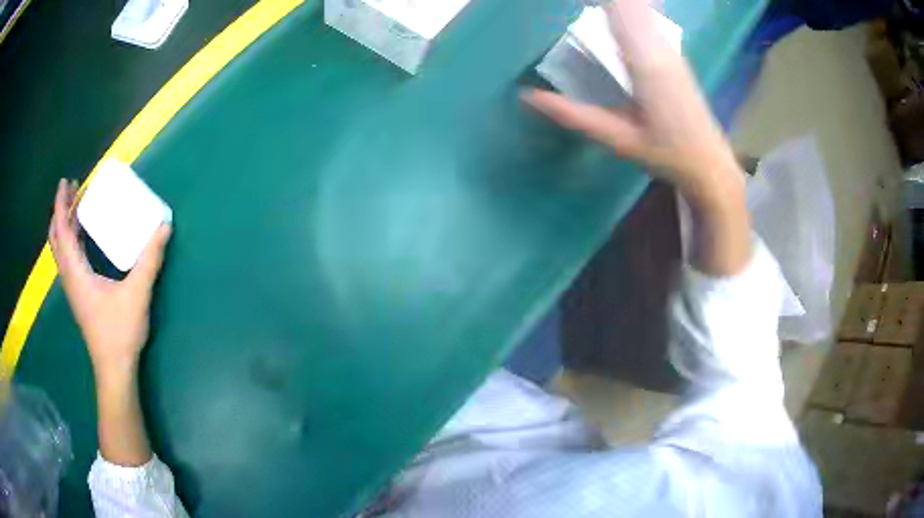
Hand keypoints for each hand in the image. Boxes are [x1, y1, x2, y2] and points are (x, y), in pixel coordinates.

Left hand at [48, 179, 171, 379]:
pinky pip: (68, 259)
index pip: (62, 232)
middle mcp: (69, 277)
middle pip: (56, 238)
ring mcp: (73, 287)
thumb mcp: (137, 294)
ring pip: (61, 249)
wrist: (114, 369)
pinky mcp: (79, 295)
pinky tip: (83, 237)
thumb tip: (164, 226)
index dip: (61, 205)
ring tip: (77, 206)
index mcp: (76, 272)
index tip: (66, 182)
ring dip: (65, 225)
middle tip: (72, 189)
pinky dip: (71, 240)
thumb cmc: (120, 333)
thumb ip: (149, 260)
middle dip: (61, 211)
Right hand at [522, 0, 742, 204]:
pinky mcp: (675, 55)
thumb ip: (574, 114)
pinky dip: (629, 12)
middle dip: (607, 2)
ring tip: (594, 8)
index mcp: (645, 62)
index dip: (600, 1)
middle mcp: (660, 47)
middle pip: (632, 4)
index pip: (619, 10)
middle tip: (581, 5)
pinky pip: (650, 19)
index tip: (576, 2)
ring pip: (643, 9)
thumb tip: (528, 96)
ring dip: (619, 5)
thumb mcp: (618, 139)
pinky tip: (616, 18)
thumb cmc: (667, 154)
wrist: (710, 164)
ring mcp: (671, 49)